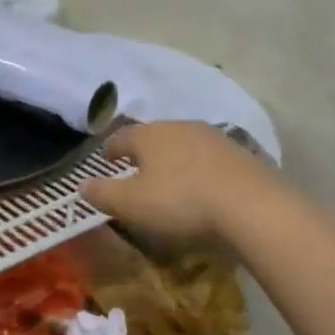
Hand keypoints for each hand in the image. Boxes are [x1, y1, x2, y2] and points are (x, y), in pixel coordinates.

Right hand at [81, 121, 273, 250]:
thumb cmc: (181, 202)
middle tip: (136, 170)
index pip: (121, 137)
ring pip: (184, 144)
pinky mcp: (241, 155)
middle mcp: (181, 127)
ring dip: (174, 160)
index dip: (110, 150)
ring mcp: (214, 138)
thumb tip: (82, 185)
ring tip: (170, 179)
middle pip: (154, 136)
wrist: (252, 207)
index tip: (106, 161)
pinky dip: (200, 170)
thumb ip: (103, 193)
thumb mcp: (131, 204)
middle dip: (143, 152)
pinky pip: (210, 160)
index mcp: (150, 135)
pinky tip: (202, 188)